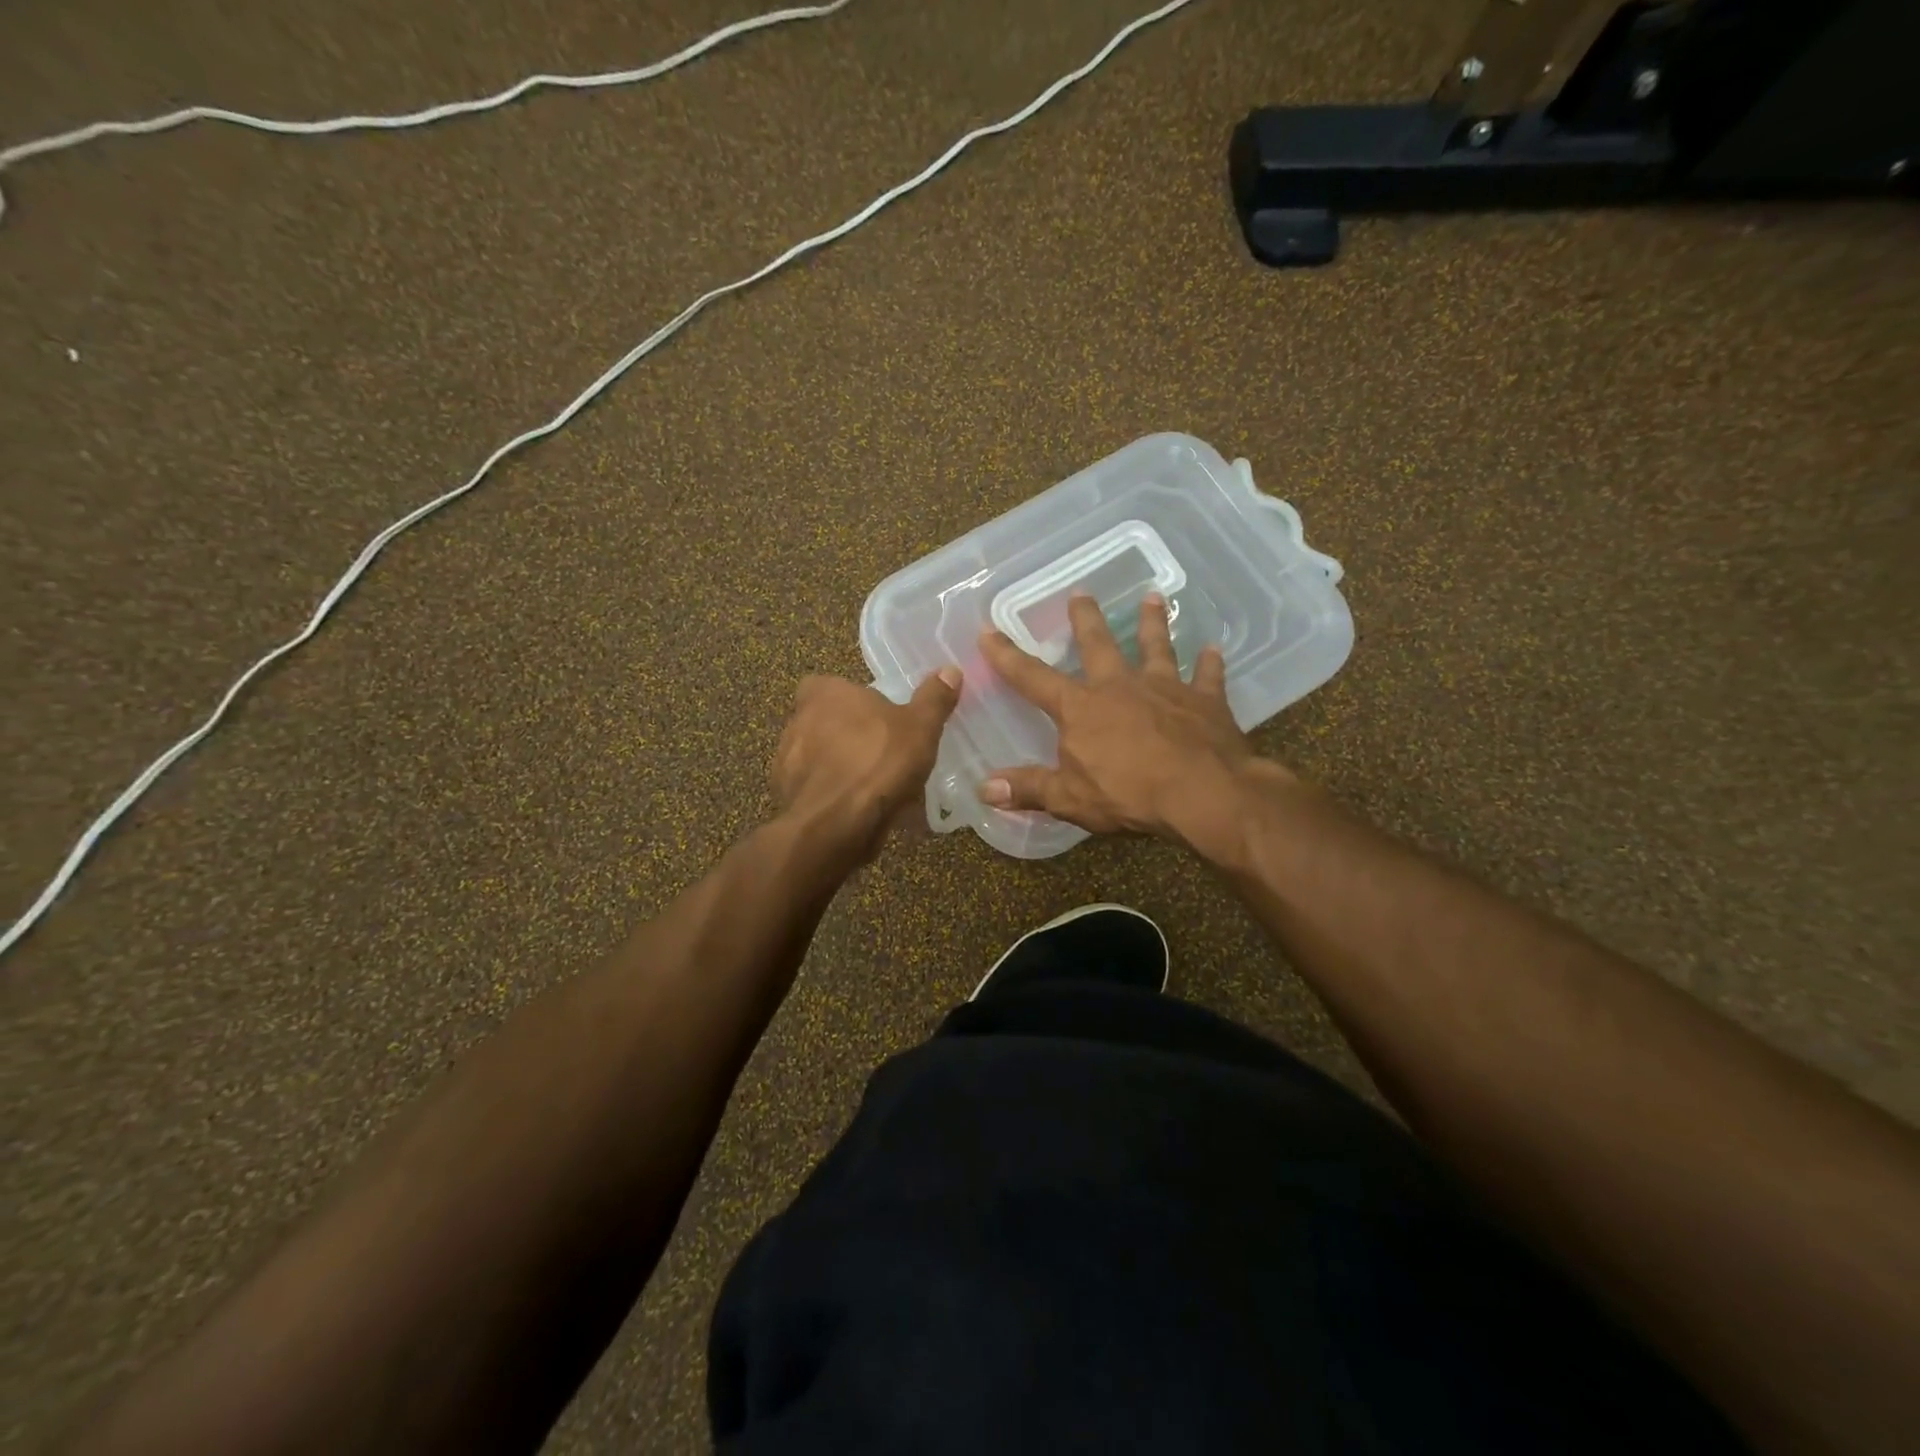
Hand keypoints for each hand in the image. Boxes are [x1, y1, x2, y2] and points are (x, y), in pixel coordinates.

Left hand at [771, 669, 961, 858]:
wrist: (834, 826)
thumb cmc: (877, 762)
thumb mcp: (920, 727)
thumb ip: (934, 699)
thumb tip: (950, 670)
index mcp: (824, 693)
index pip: (829, 685)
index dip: (852, 700)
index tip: (877, 718)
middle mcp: (797, 721)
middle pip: (825, 721)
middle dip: (849, 736)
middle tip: (883, 753)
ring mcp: (786, 761)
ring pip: (820, 758)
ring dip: (841, 768)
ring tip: (876, 788)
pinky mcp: (787, 797)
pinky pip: (817, 790)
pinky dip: (834, 797)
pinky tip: (860, 812)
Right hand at [977, 594, 1274, 848]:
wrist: (1203, 793)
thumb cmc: (1130, 794)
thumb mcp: (1069, 799)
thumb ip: (1029, 789)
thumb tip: (984, 789)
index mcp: (1082, 708)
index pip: (1033, 678)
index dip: (1007, 656)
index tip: (989, 631)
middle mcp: (1120, 686)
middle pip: (1099, 644)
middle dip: (1085, 618)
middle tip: (1080, 592)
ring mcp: (1166, 689)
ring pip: (1156, 646)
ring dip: (1153, 622)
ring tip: (1152, 597)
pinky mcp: (1205, 701)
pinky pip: (1208, 676)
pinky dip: (1210, 664)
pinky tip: (1214, 649)